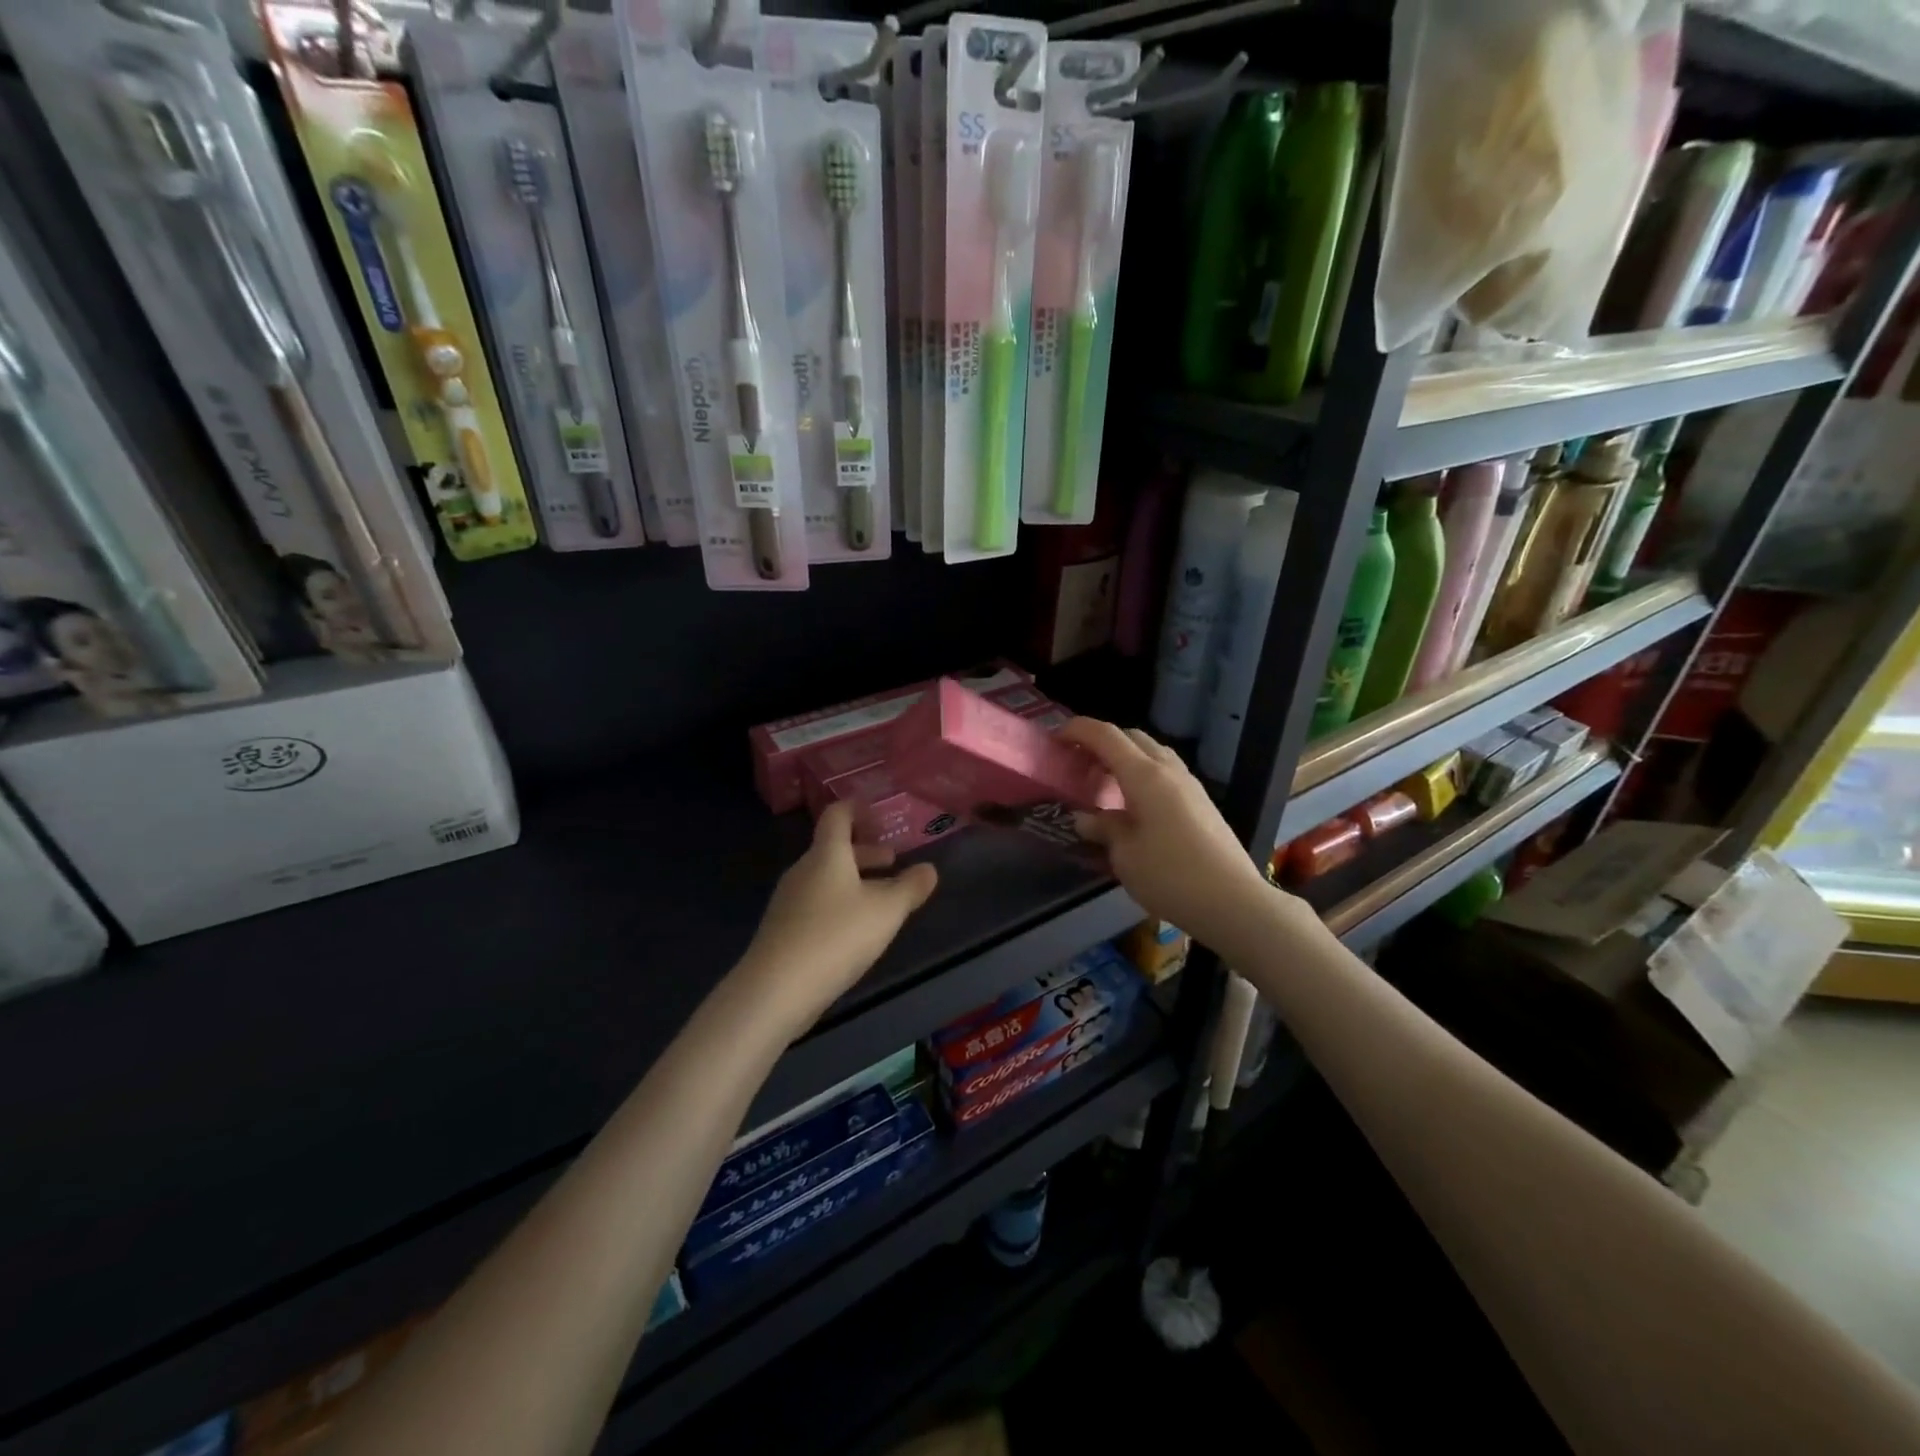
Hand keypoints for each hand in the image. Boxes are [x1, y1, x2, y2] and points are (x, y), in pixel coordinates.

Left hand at [736, 802, 939, 1036]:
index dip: (857, 809)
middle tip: (892, 860)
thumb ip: (910, 887)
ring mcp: (788, 900)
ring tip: (880, 899)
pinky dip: (839, 903)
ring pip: (825, 878)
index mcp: (827, 854)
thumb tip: (929, 869)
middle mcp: (803, 870)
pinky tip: (854, 931)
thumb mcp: (886, 911)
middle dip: (865, 852)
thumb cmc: (836, 937)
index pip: (837, 815)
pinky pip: (816, 903)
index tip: (878, 814)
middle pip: (833, 849)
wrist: (776, 989)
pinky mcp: (783, 929)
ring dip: (854, 880)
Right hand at [1061, 718, 1280, 956]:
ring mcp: (1189, 784)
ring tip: (1104, 782)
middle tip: (1078, 764)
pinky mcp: (1202, 802)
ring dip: (1125, 757)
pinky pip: (1165, 772)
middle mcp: (1168, 770)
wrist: (1233, 902)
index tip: (1055, 738)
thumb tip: (1085, 817)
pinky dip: (1142, 774)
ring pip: (1152, 753)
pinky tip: (1133, 803)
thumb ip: (1103, 828)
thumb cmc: (1170, 876)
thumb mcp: (1124, 855)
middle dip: (1101, 742)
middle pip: (1131, 737)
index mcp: (1144, 775)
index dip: (1077, 730)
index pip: (1105, 735)